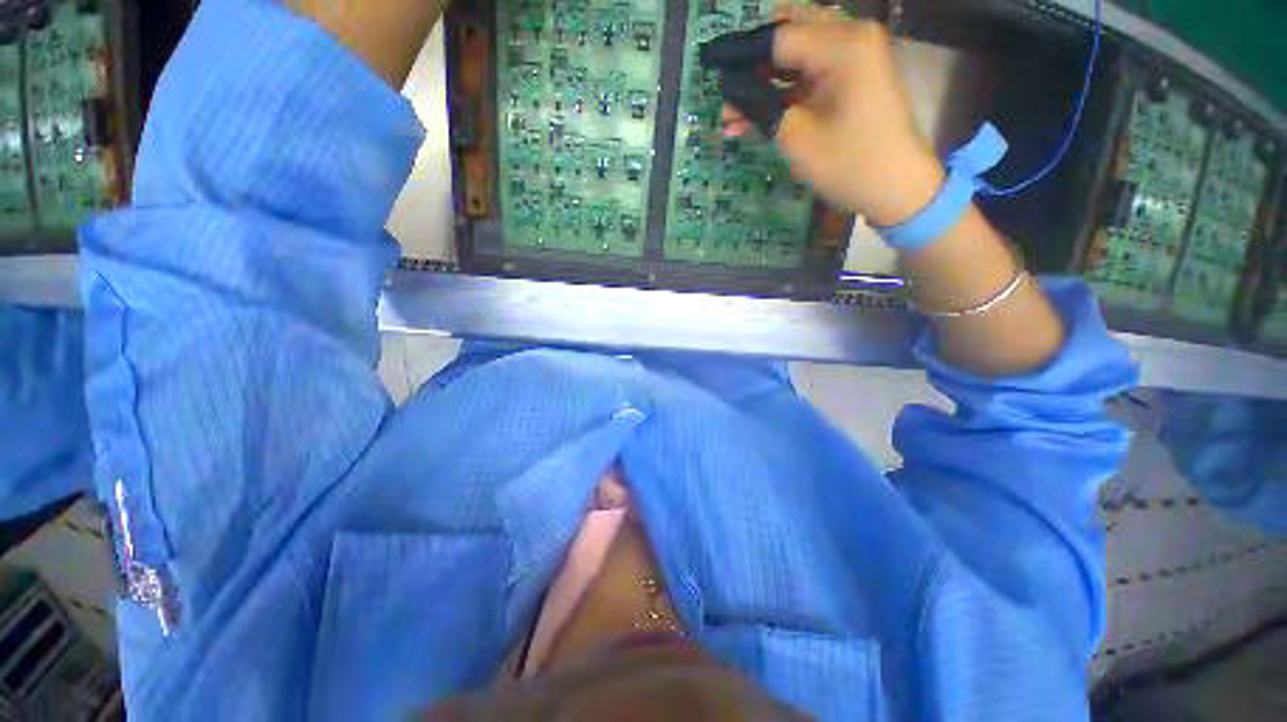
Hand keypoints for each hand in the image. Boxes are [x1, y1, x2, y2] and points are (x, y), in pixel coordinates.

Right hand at [722, 7, 943, 225]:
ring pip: (796, 57)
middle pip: (789, 34)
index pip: (778, 36)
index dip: (742, 56)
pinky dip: (782, 94)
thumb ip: (761, 106)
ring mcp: (854, 58)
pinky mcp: (852, 79)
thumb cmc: (850, 164)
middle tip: (726, 92)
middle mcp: (851, 37)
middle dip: (754, 63)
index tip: (712, 71)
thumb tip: (731, 91)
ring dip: (764, 83)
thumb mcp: (797, 137)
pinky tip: (754, 116)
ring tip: (730, 115)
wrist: (897, 189)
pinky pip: (809, 76)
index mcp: (843, 44)